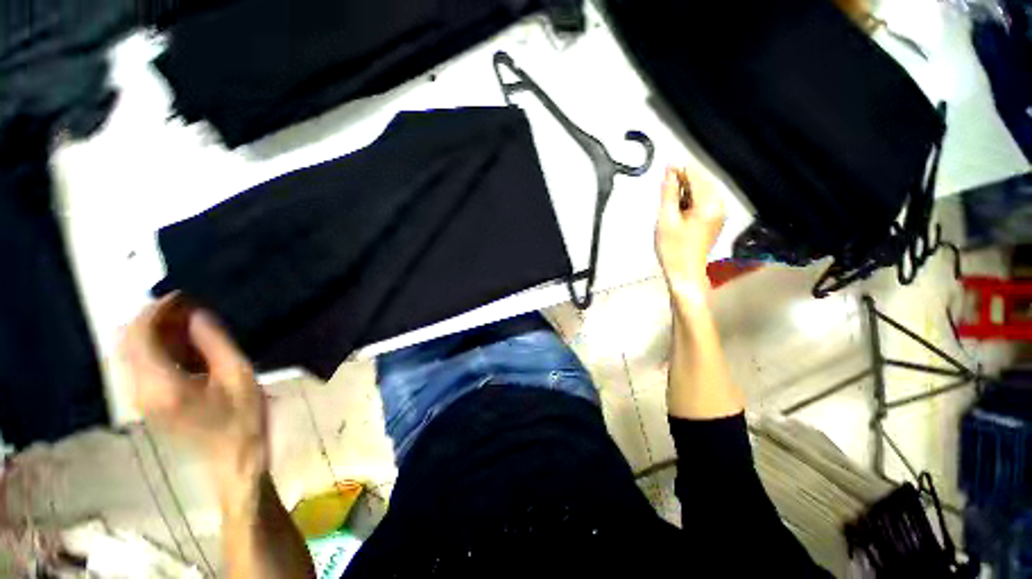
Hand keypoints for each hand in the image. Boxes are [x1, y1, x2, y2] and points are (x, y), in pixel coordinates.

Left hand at [122, 295, 267, 499]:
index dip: (156, 309)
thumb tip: (197, 314)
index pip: (138, 335)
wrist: (233, 459)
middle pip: (126, 341)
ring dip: (152, 332)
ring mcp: (139, 399)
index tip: (183, 297)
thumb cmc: (243, 418)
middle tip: (187, 309)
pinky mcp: (145, 403)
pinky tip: (181, 345)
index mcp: (161, 384)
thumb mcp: (239, 376)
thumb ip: (215, 343)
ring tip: (186, 323)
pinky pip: (137, 365)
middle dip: (151, 318)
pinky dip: (153, 347)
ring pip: (128, 352)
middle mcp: (140, 391)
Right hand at [655, 165, 726, 288]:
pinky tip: (678, 207)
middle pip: (702, 182)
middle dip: (683, 179)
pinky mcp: (714, 221)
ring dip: (686, 190)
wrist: (684, 272)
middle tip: (664, 182)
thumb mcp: (666, 219)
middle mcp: (719, 206)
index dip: (680, 170)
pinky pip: (703, 202)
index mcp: (709, 205)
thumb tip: (669, 173)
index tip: (666, 166)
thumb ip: (668, 194)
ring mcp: (719, 214)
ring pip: (703, 192)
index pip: (696, 177)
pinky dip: (690, 200)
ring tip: (668, 196)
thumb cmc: (673, 249)